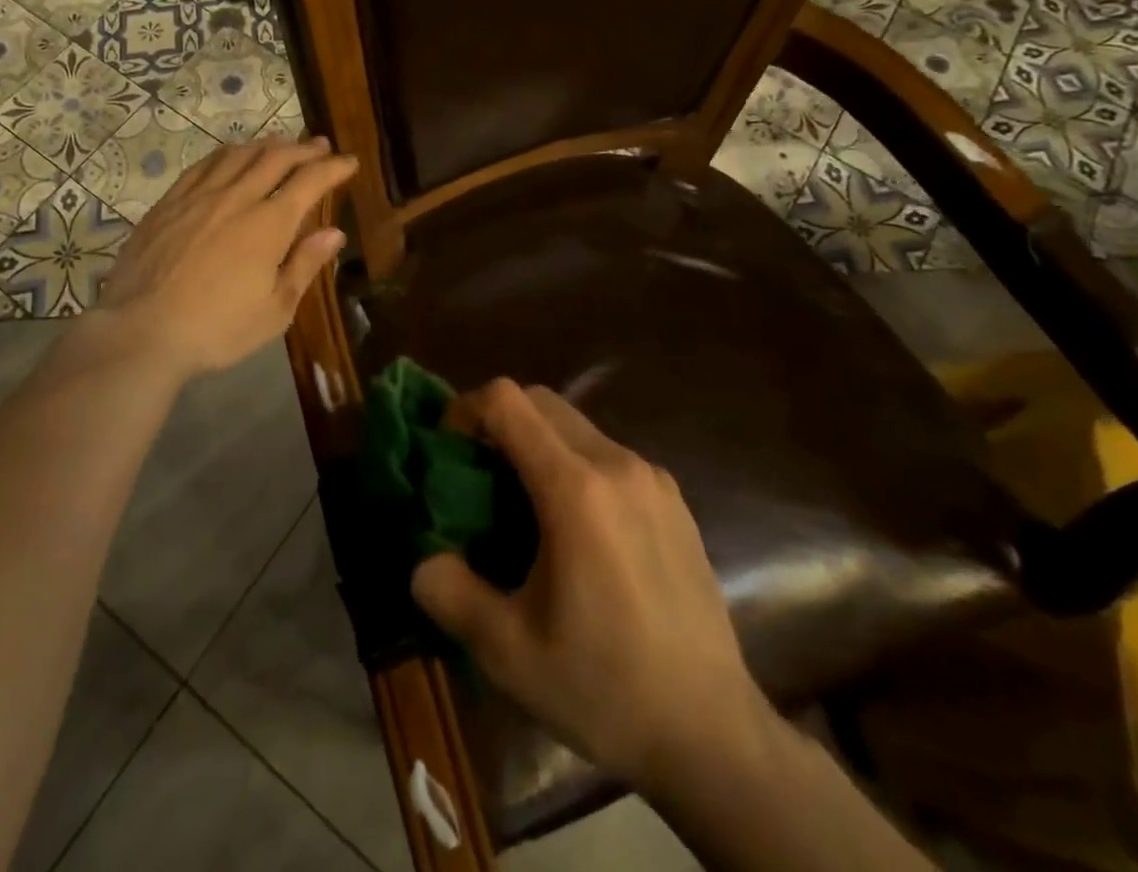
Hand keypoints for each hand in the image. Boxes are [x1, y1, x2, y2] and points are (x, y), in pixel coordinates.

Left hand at [94, 137, 357, 379]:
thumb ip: (304, 266)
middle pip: (275, 158)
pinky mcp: (169, 202)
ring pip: (238, 154)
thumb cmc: (216, 329)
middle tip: (319, 144)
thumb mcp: (274, 311)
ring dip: (266, 144)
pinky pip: (203, 165)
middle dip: (303, 148)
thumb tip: (334, 232)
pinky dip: (226, 154)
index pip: (310, 182)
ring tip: (280, 143)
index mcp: (269, 224)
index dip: (333, 168)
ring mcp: (199, 196)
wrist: (141, 332)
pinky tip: (230, 157)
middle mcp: (237, 198)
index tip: (349, 162)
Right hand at [413, 381, 770, 791]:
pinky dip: (573, 463)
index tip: (448, 450)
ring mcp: (652, 478)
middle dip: (498, 421)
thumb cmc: (605, 689)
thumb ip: (449, 590)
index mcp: (575, 488)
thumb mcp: (507, 651)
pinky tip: (574, 528)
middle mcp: (617, 464)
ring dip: (536, 442)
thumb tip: (422, 558)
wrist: (715, 736)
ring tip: (522, 504)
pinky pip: (607, 453)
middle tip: (477, 473)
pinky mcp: (673, 499)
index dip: (466, 410)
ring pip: (575, 425)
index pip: (507, 401)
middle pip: (541, 401)